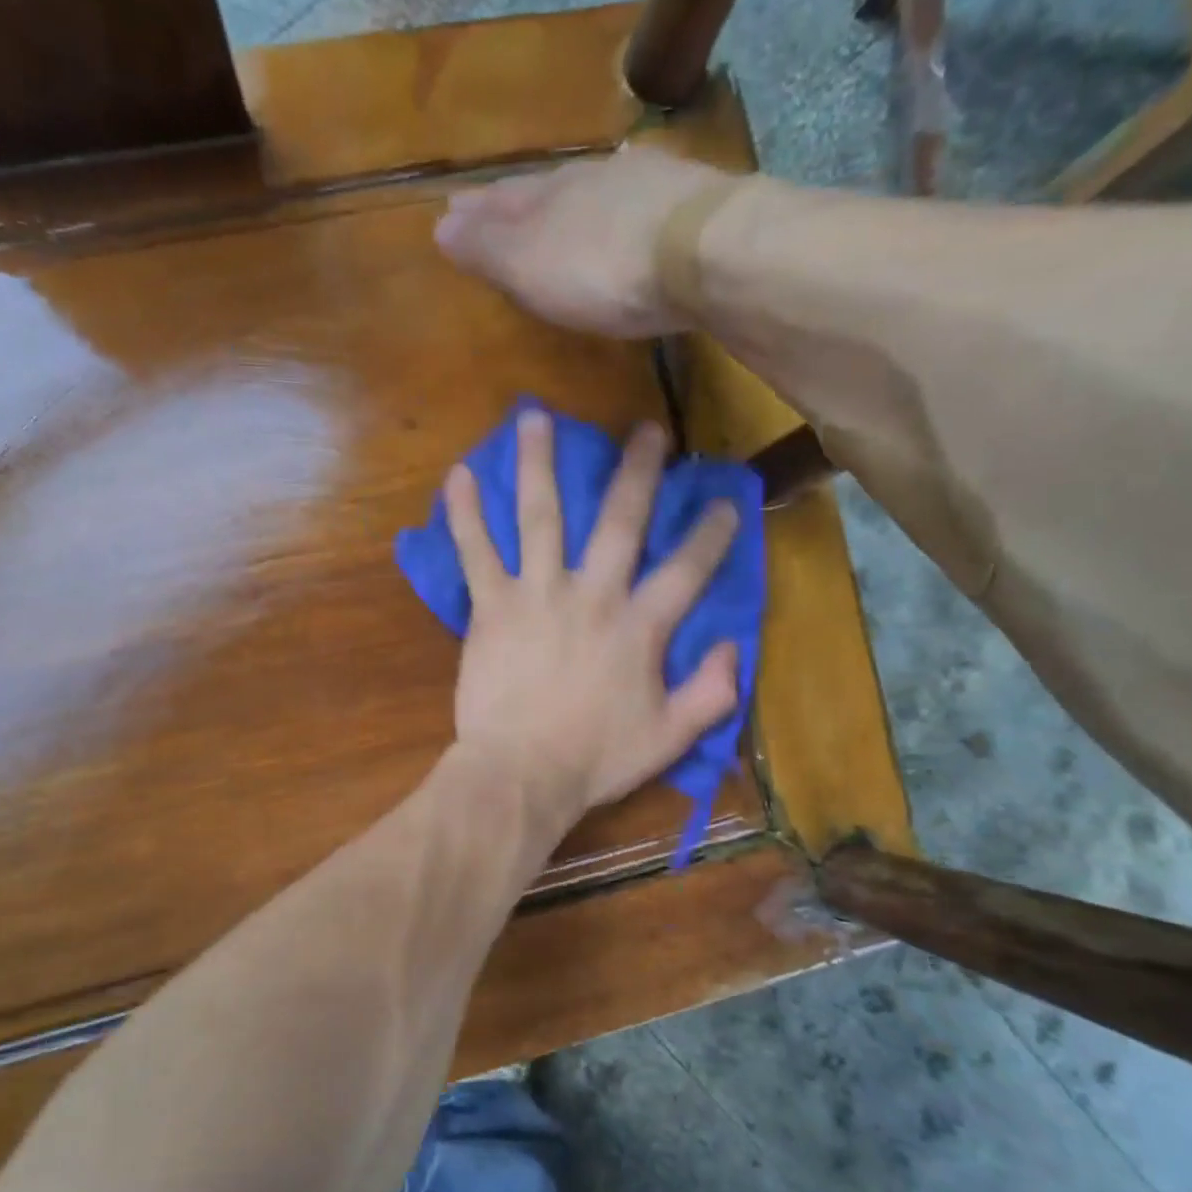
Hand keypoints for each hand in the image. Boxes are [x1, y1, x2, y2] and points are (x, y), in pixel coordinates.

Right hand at [434, 147, 736, 337]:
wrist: (699, 252)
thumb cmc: (601, 270)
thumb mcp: (530, 266)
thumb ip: (487, 248)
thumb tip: (441, 227)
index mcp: (547, 197)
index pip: (500, 202)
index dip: (476, 212)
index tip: (452, 212)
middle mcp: (589, 181)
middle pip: (542, 191)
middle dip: (515, 204)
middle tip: (492, 207)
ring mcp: (639, 188)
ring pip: (587, 193)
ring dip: (565, 204)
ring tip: (551, 210)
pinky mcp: (682, 206)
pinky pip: (631, 204)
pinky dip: (614, 211)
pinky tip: (620, 213)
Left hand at [447, 409, 740, 835]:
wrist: (521, 773)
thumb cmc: (595, 759)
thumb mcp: (669, 738)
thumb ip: (710, 693)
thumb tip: (733, 648)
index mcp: (639, 627)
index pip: (686, 569)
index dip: (710, 535)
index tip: (725, 502)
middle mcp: (592, 595)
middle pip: (619, 521)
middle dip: (637, 472)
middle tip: (647, 430)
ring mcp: (537, 594)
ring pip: (540, 517)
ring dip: (539, 464)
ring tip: (534, 418)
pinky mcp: (492, 607)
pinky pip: (476, 552)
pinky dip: (465, 514)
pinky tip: (458, 474)